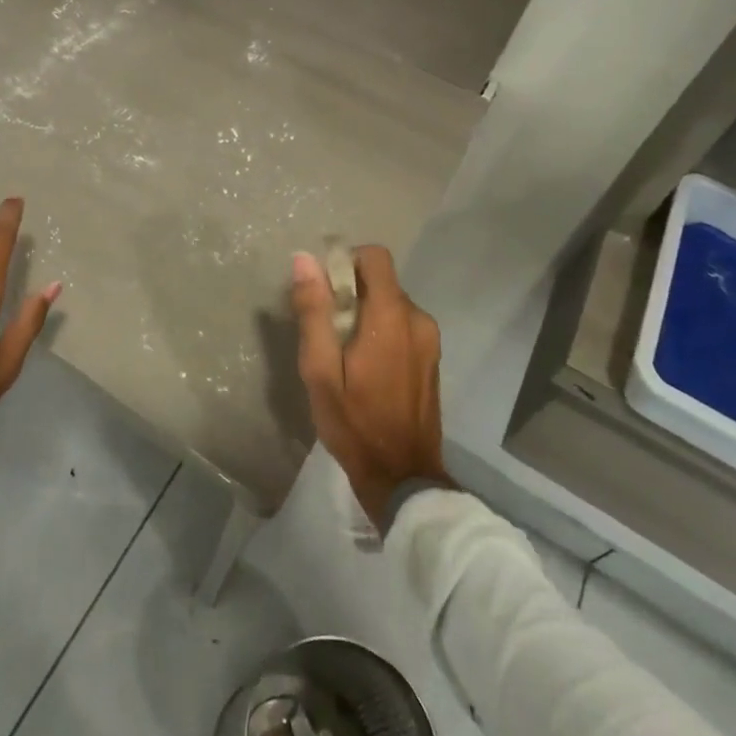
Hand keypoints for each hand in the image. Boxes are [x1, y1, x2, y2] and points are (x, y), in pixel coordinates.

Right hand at [292, 245, 449, 524]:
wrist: (403, 478)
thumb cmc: (354, 424)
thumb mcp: (319, 370)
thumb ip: (314, 311)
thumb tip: (304, 260)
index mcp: (391, 317)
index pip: (375, 256)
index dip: (346, 262)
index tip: (324, 292)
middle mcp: (418, 319)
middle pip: (380, 280)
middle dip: (350, 293)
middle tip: (326, 332)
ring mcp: (429, 340)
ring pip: (390, 303)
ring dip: (365, 314)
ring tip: (343, 354)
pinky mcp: (432, 357)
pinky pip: (402, 325)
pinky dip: (380, 331)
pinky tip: (365, 367)